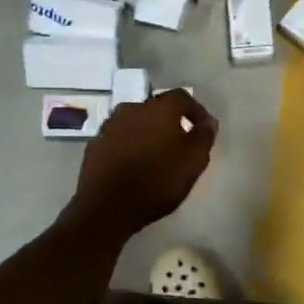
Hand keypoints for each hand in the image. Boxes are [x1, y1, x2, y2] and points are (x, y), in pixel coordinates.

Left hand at [65, 90, 218, 239]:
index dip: (196, 111)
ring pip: (135, 123)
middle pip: (156, 109)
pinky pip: (119, 138)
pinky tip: (134, 165)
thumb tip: (208, 121)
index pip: (182, 98)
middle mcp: (132, 108)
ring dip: (147, 134)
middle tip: (179, 143)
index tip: (203, 128)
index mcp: (159, 108)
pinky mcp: (95, 144)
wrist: (107, 206)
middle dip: (170, 122)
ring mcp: (109, 125)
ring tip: (155, 156)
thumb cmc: (158, 181)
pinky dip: (129, 146)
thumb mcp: (194, 161)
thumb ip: (204, 136)